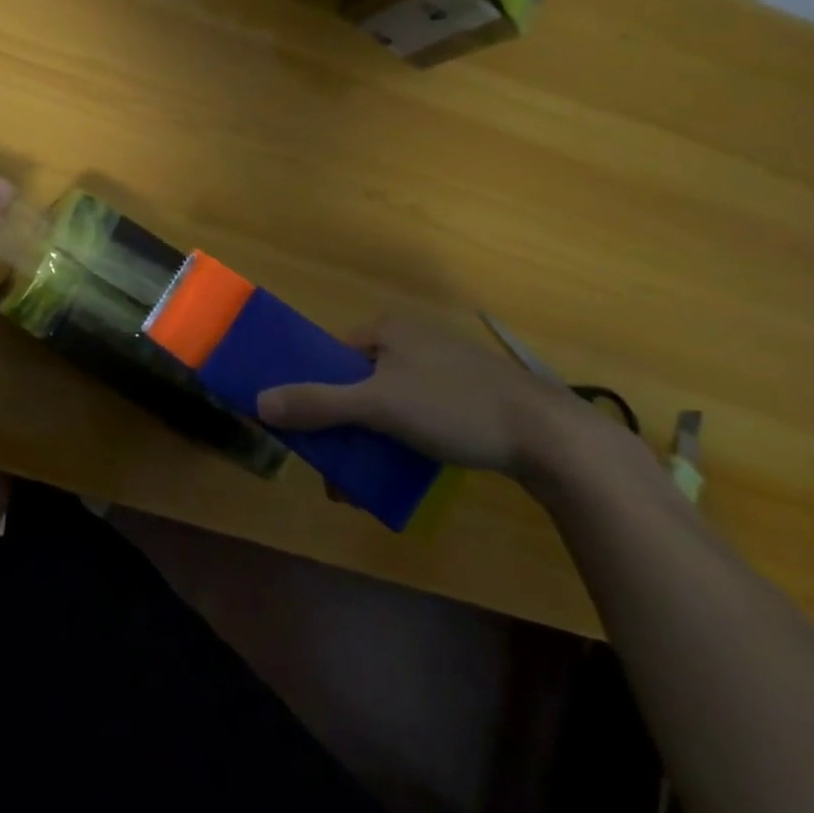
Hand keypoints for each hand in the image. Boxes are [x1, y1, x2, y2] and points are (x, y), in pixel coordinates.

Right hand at [255, 314, 606, 477]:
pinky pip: (418, 415)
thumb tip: (259, 402)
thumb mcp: (378, 406)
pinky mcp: (470, 396)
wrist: (554, 440)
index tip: (310, 434)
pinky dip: (402, 442)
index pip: (332, 355)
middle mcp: (412, 339)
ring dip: (369, 441)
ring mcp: (443, 367)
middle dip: (342, 428)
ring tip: (364, 485)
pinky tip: (404, 473)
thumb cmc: (455, 407)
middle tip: (337, 471)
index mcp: (387, 327)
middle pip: (357, 383)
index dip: (314, 391)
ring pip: (388, 403)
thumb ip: (318, 403)